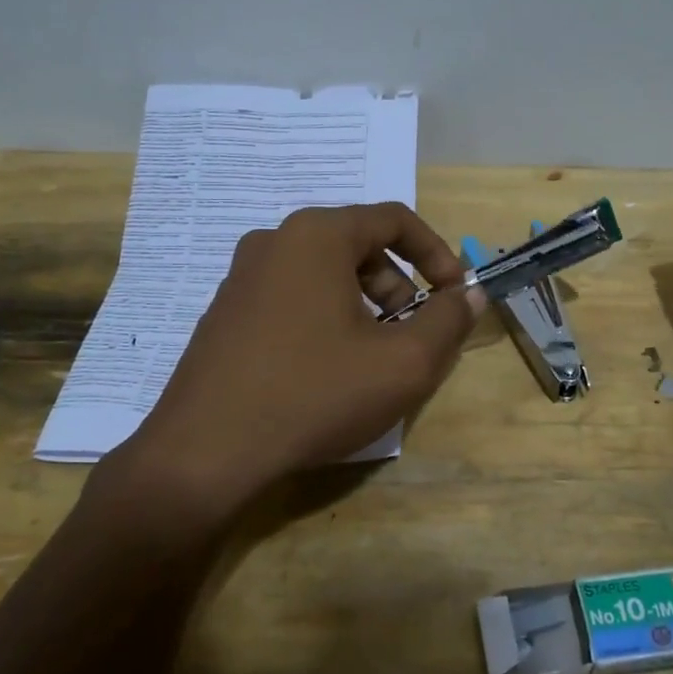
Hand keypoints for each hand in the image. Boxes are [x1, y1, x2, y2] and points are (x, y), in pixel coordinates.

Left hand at [90, 203, 481, 512]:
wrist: (203, 454)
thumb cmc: (314, 395)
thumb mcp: (403, 364)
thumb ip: (448, 321)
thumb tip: (469, 295)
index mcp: (317, 235)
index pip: (394, 219)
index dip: (437, 253)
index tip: (454, 295)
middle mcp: (274, 241)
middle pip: (358, 245)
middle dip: (399, 285)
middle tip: (412, 334)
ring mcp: (241, 277)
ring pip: (324, 274)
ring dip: (363, 305)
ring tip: (371, 358)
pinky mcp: (224, 313)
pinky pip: (291, 298)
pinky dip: (324, 319)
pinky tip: (324, 372)